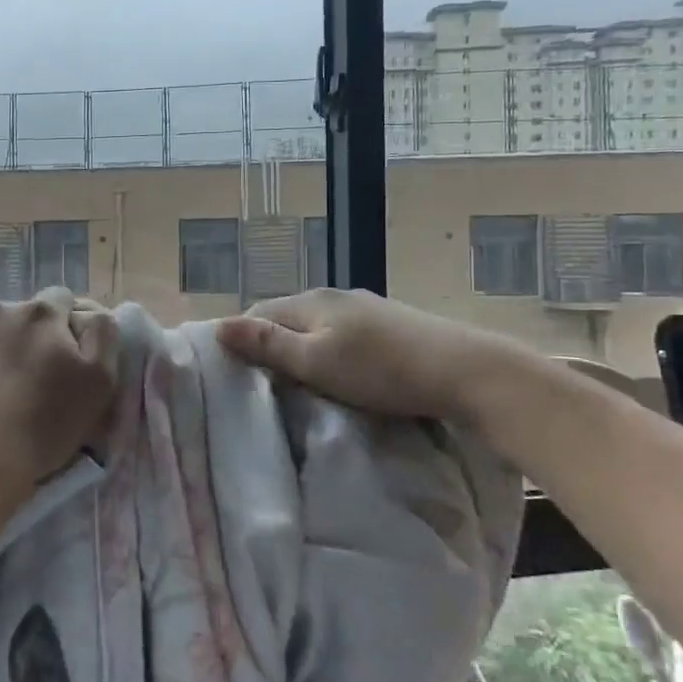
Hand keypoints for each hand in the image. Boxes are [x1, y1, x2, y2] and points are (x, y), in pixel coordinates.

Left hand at [0, 288, 118, 510]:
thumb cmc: (41, 425)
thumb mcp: (99, 382)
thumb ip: (103, 335)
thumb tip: (90, 313)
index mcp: (41, 313)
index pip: (61, 300)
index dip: (64, 328)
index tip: (61, 360)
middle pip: (18, 315)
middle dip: (24, 338)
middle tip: (23, 382)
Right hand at [214, 288, 528, 425]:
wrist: (464, 371)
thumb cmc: (380, 370)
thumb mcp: (316, 362)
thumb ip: (268, 345)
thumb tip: (219, 325)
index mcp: (311, 301)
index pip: (258, 312)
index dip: (241, 338)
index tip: (233, 373)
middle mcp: (335, 296)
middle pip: (287, 317)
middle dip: (270, 344)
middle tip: (263, 384)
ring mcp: (366, 309)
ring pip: (317, 326)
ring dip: (302, 349)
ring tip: (299, 383)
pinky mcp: (391, 325)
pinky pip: (344, 334)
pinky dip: (331, 351)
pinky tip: (341, 374)